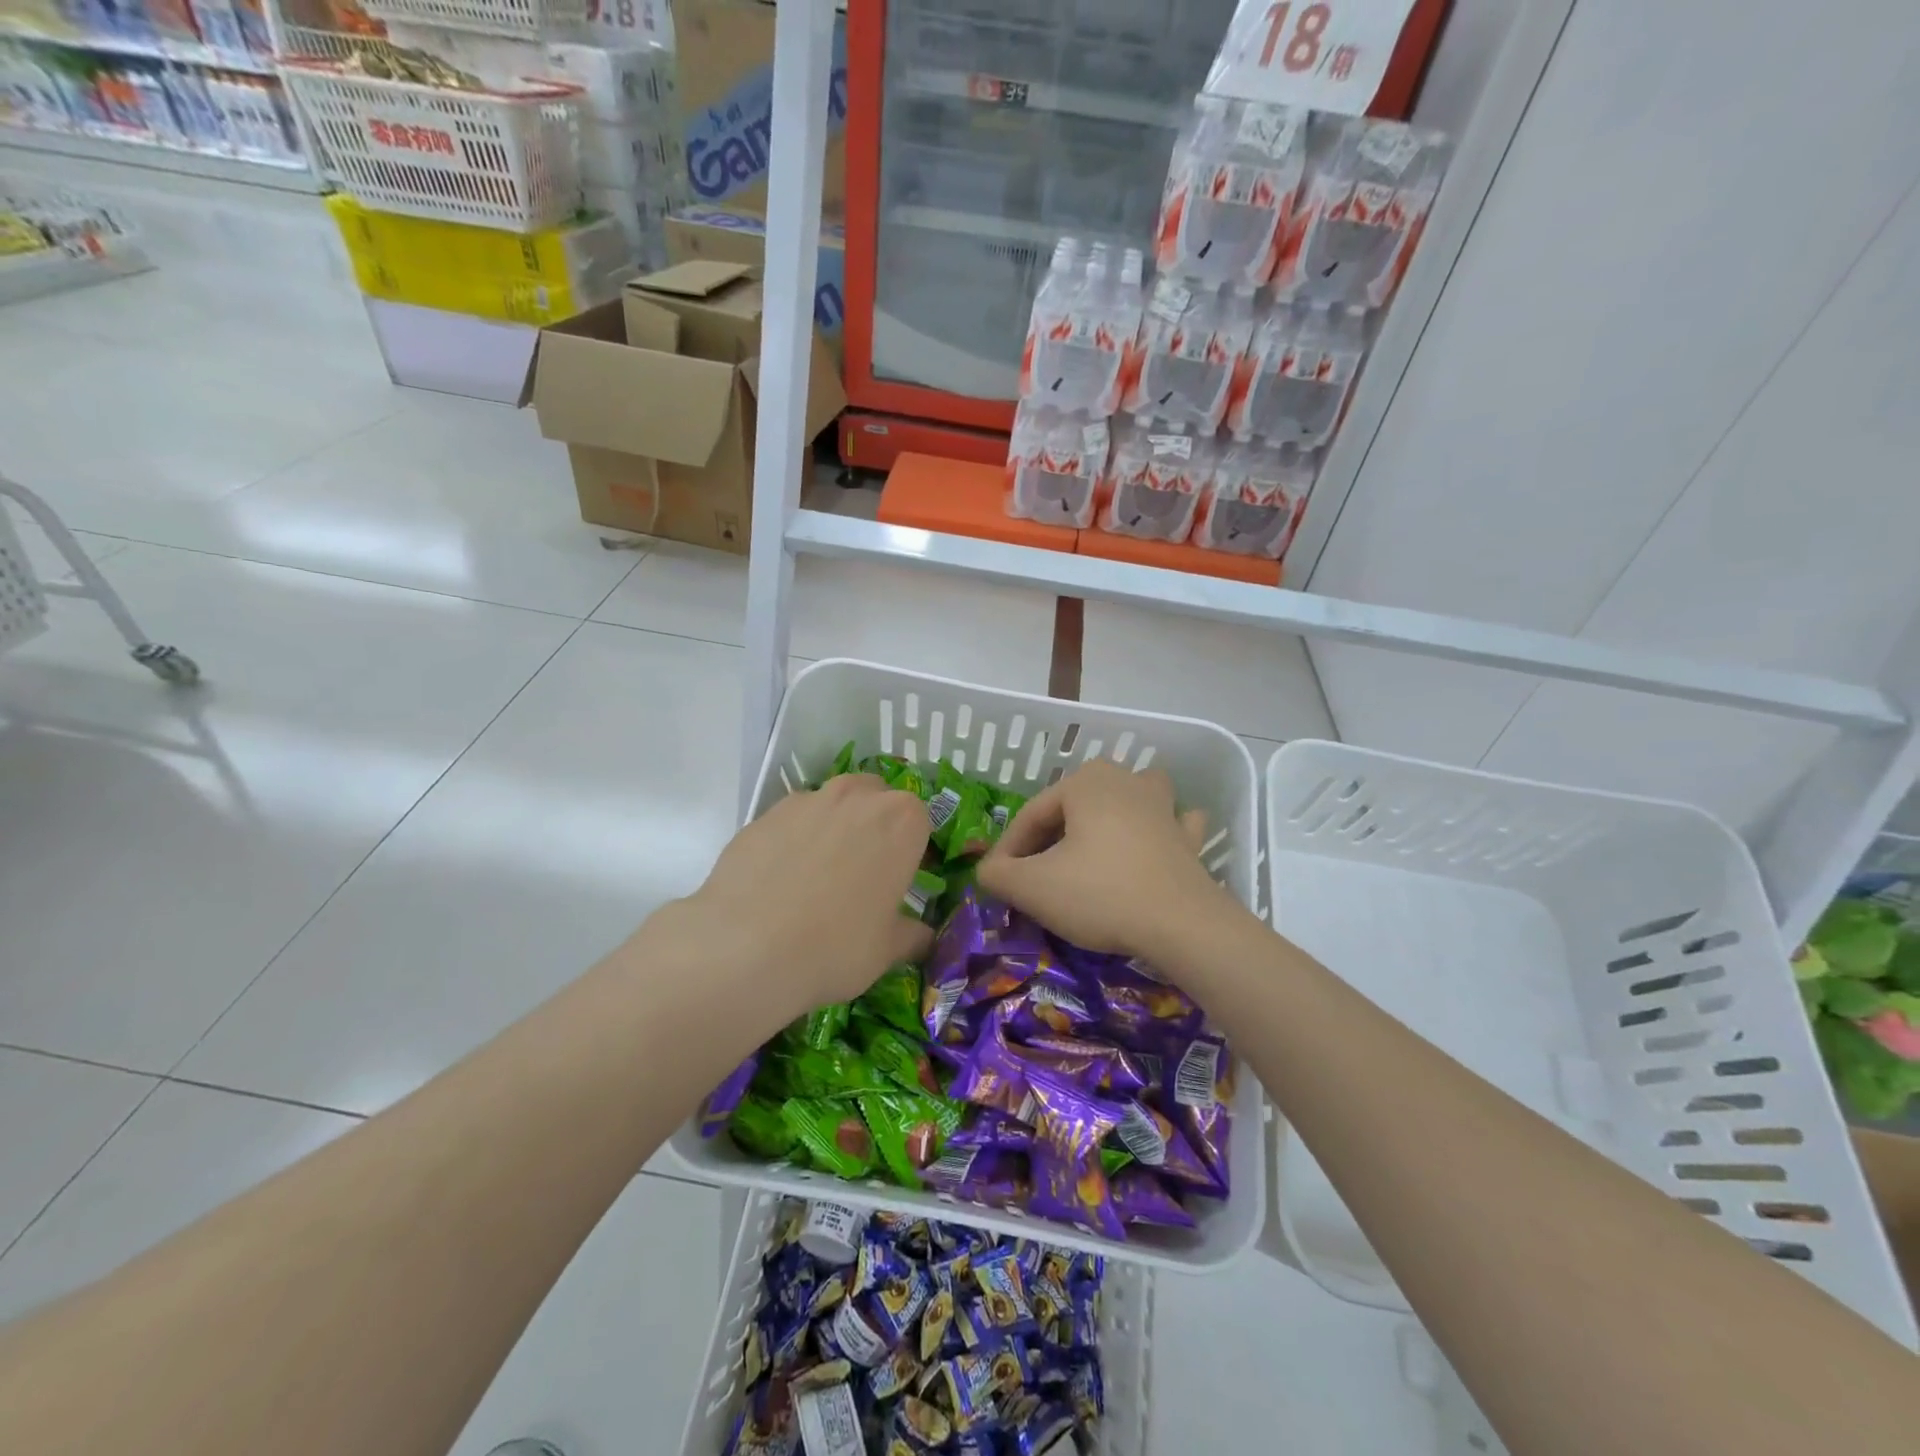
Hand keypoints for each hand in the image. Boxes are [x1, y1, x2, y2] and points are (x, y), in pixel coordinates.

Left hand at [662, 773, 934, 1023]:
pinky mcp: (764, 814)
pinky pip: (791, 821)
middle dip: (875, 826)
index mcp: (901, 821)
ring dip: (834, 827)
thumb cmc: (837, 945)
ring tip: (819, 875)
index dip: (912, 850)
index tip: (900, 880)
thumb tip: (923, 938)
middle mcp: (857, 796)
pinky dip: (793, 840)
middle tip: (863, 873)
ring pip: (832, 803)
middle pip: (877, 799)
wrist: (746, 947)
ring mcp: (807, 800)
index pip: (920, 822)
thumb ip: (912, 935)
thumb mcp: (888, 950)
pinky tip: (781, 881)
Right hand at [978, 760, 1232, 963]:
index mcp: (1084, 782)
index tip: (998, 883)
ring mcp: (1163, 807)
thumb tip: (989, 871)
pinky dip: (1159, 831)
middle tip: (1035, 874)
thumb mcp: (1032, 887)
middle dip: (1050, 836)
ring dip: (1109, 816)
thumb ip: (998, 874)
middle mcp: (1125, 781)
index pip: (1031, 814)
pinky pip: (1169, 824)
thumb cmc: (1100, 894)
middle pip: (1073, 806)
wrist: (1181, 924)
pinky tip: (1154, 844)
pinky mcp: (1188, 838)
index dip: (1008, 850)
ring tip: (1093, 843)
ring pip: (1127, 800)